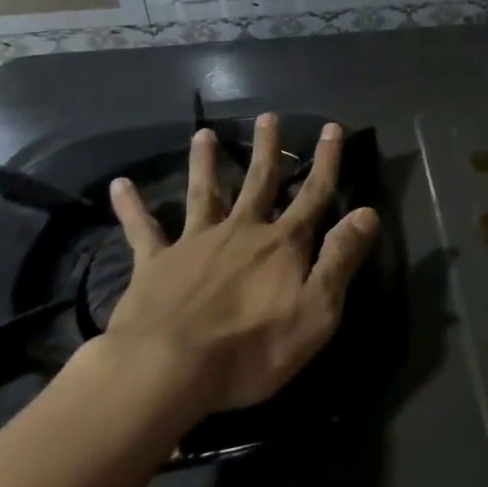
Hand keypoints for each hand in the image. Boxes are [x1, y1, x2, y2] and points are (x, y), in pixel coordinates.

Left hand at [99, 114, 378, 425]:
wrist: (167, 370)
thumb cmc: (251, 349)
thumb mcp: (316, 311)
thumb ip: (340, 258)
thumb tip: (367, 211)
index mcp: (282, 244)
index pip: (313, 194)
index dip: (326, 162)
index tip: (331, 128)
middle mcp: (241, 231)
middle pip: (258, 182)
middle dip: (267, 149)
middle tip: (268, 116)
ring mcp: (195, 244)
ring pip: (204, 193)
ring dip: (205, 163)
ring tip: (203, 134)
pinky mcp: (155, 264)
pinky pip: (143, 229)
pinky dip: (132, 207)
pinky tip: (119, 186)